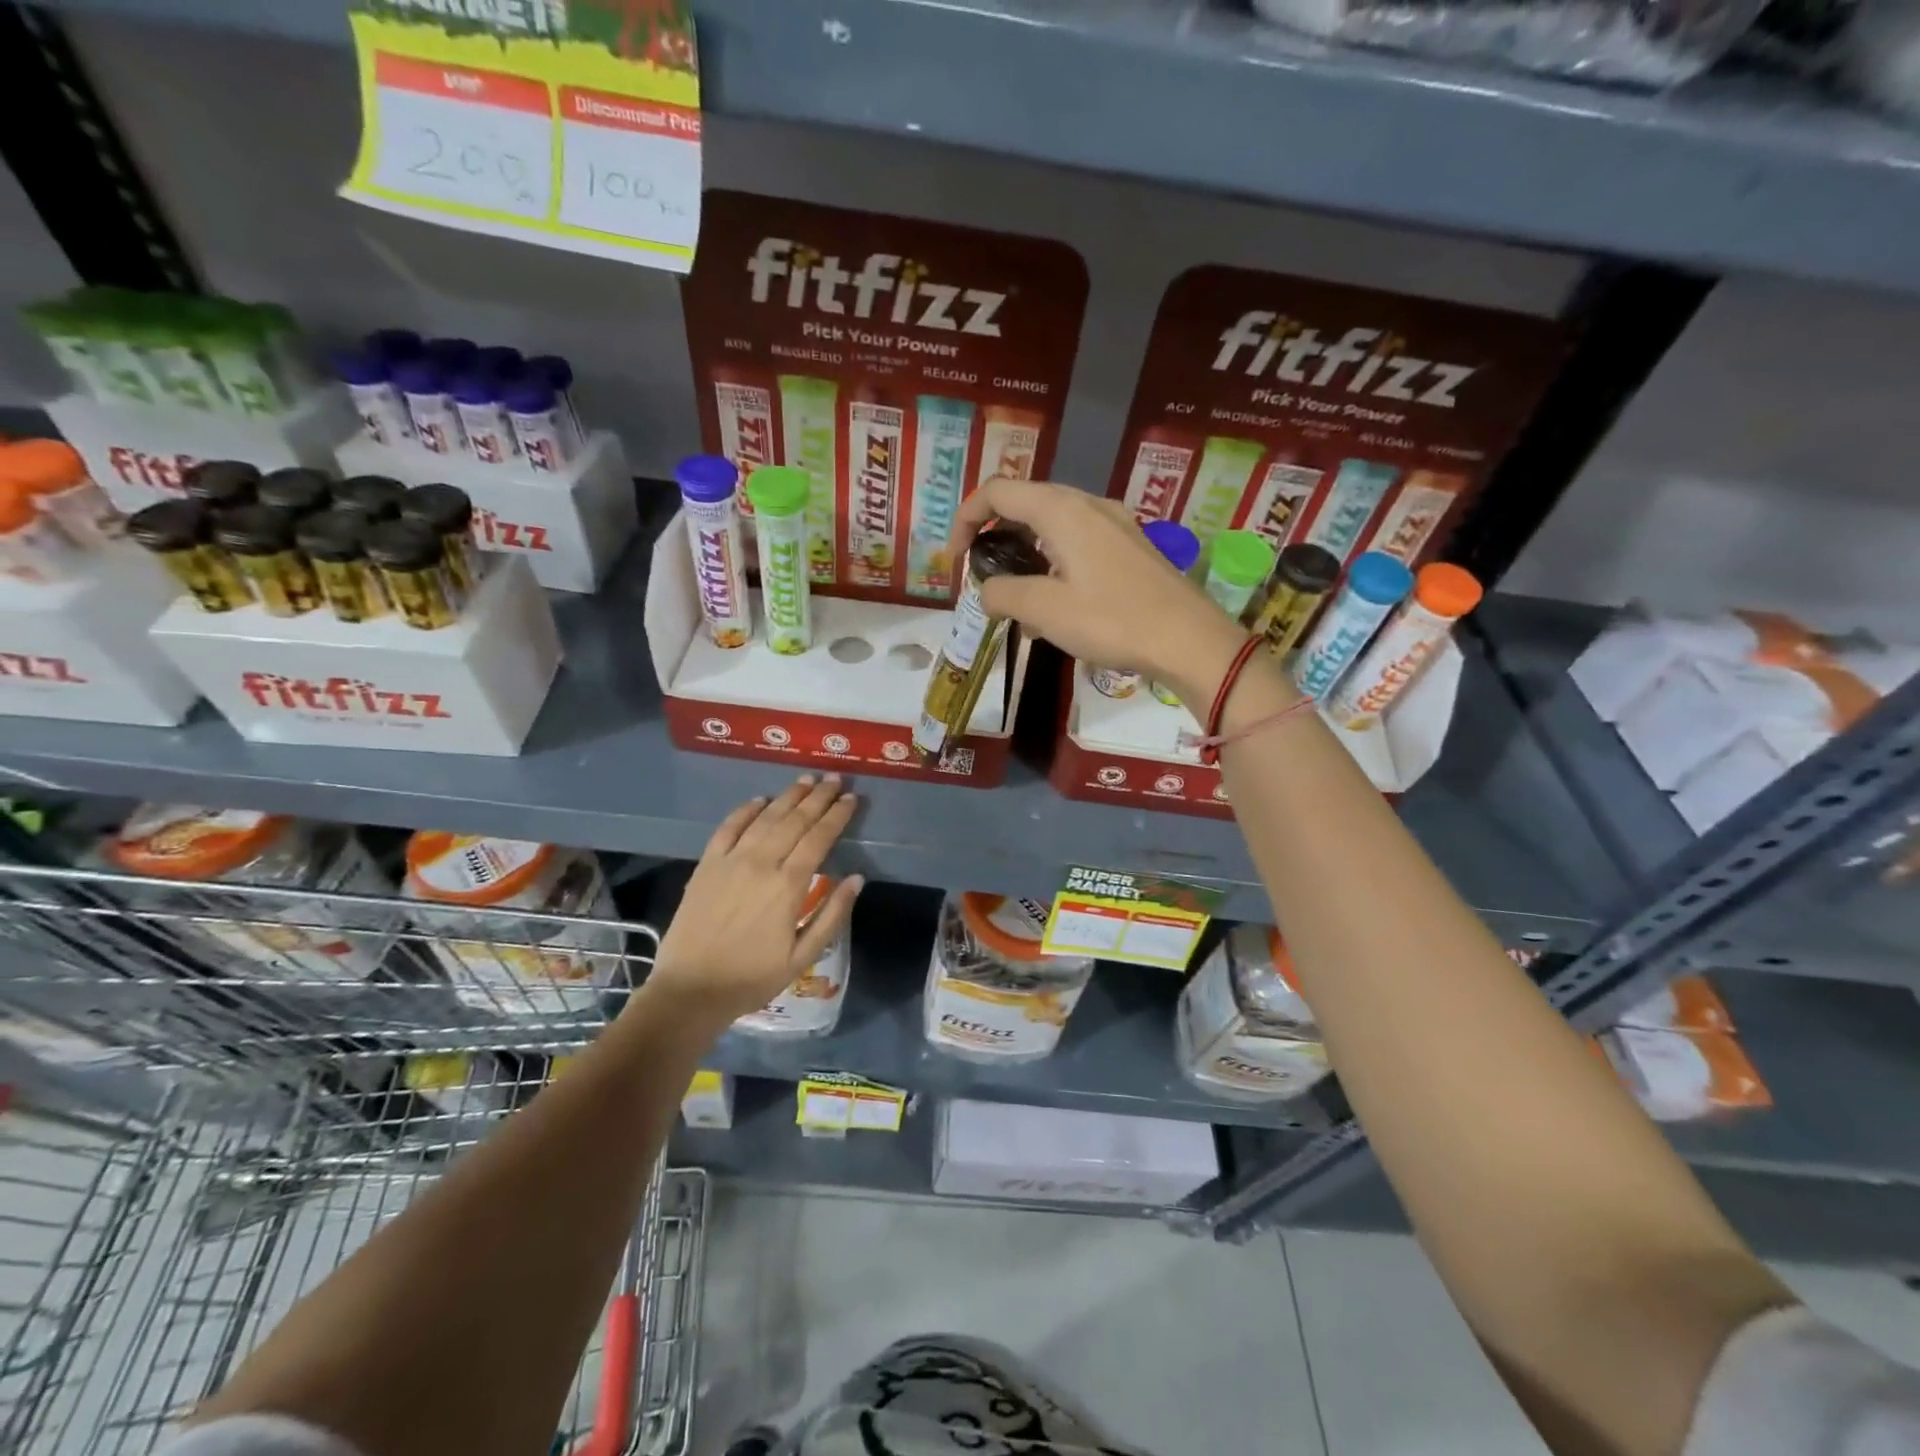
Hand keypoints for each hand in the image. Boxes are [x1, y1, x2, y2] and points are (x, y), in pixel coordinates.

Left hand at [645, 775, 862, 1025]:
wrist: (690, 990)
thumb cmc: (752, 978)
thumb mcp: (803, 956)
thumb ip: (832, 914)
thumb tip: (857, 878)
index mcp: (788, 886)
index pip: (819, 838)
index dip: (837, 816)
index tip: (852, 799)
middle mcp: (761, 863)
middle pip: (795, 820)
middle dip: (818, 797)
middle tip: (835, 779)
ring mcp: (730, 861)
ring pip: (765, 818)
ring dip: (788, 796)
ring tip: (806, 780)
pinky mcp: (706, 865)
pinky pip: (728, 828)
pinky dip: (746, 810)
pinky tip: (760, 800)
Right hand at [947, 478, 1246, 705]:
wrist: (1189, 639)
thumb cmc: (1112, 620)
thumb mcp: (1044, 610)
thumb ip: (1003, 593)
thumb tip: (986, 591)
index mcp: (1061, 510)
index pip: (997, 491)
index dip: (966, 518)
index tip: (956, 559)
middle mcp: (1088, 504)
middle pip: (1025, 503)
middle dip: (995, 536)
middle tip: (984, 575)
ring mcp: (1115, 523)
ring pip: (1053, 525)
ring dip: (1026, 554)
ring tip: (1020, 602)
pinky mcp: (1131, 546)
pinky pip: (1079, 543)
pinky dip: (1054, 564)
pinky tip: (1058, 608)